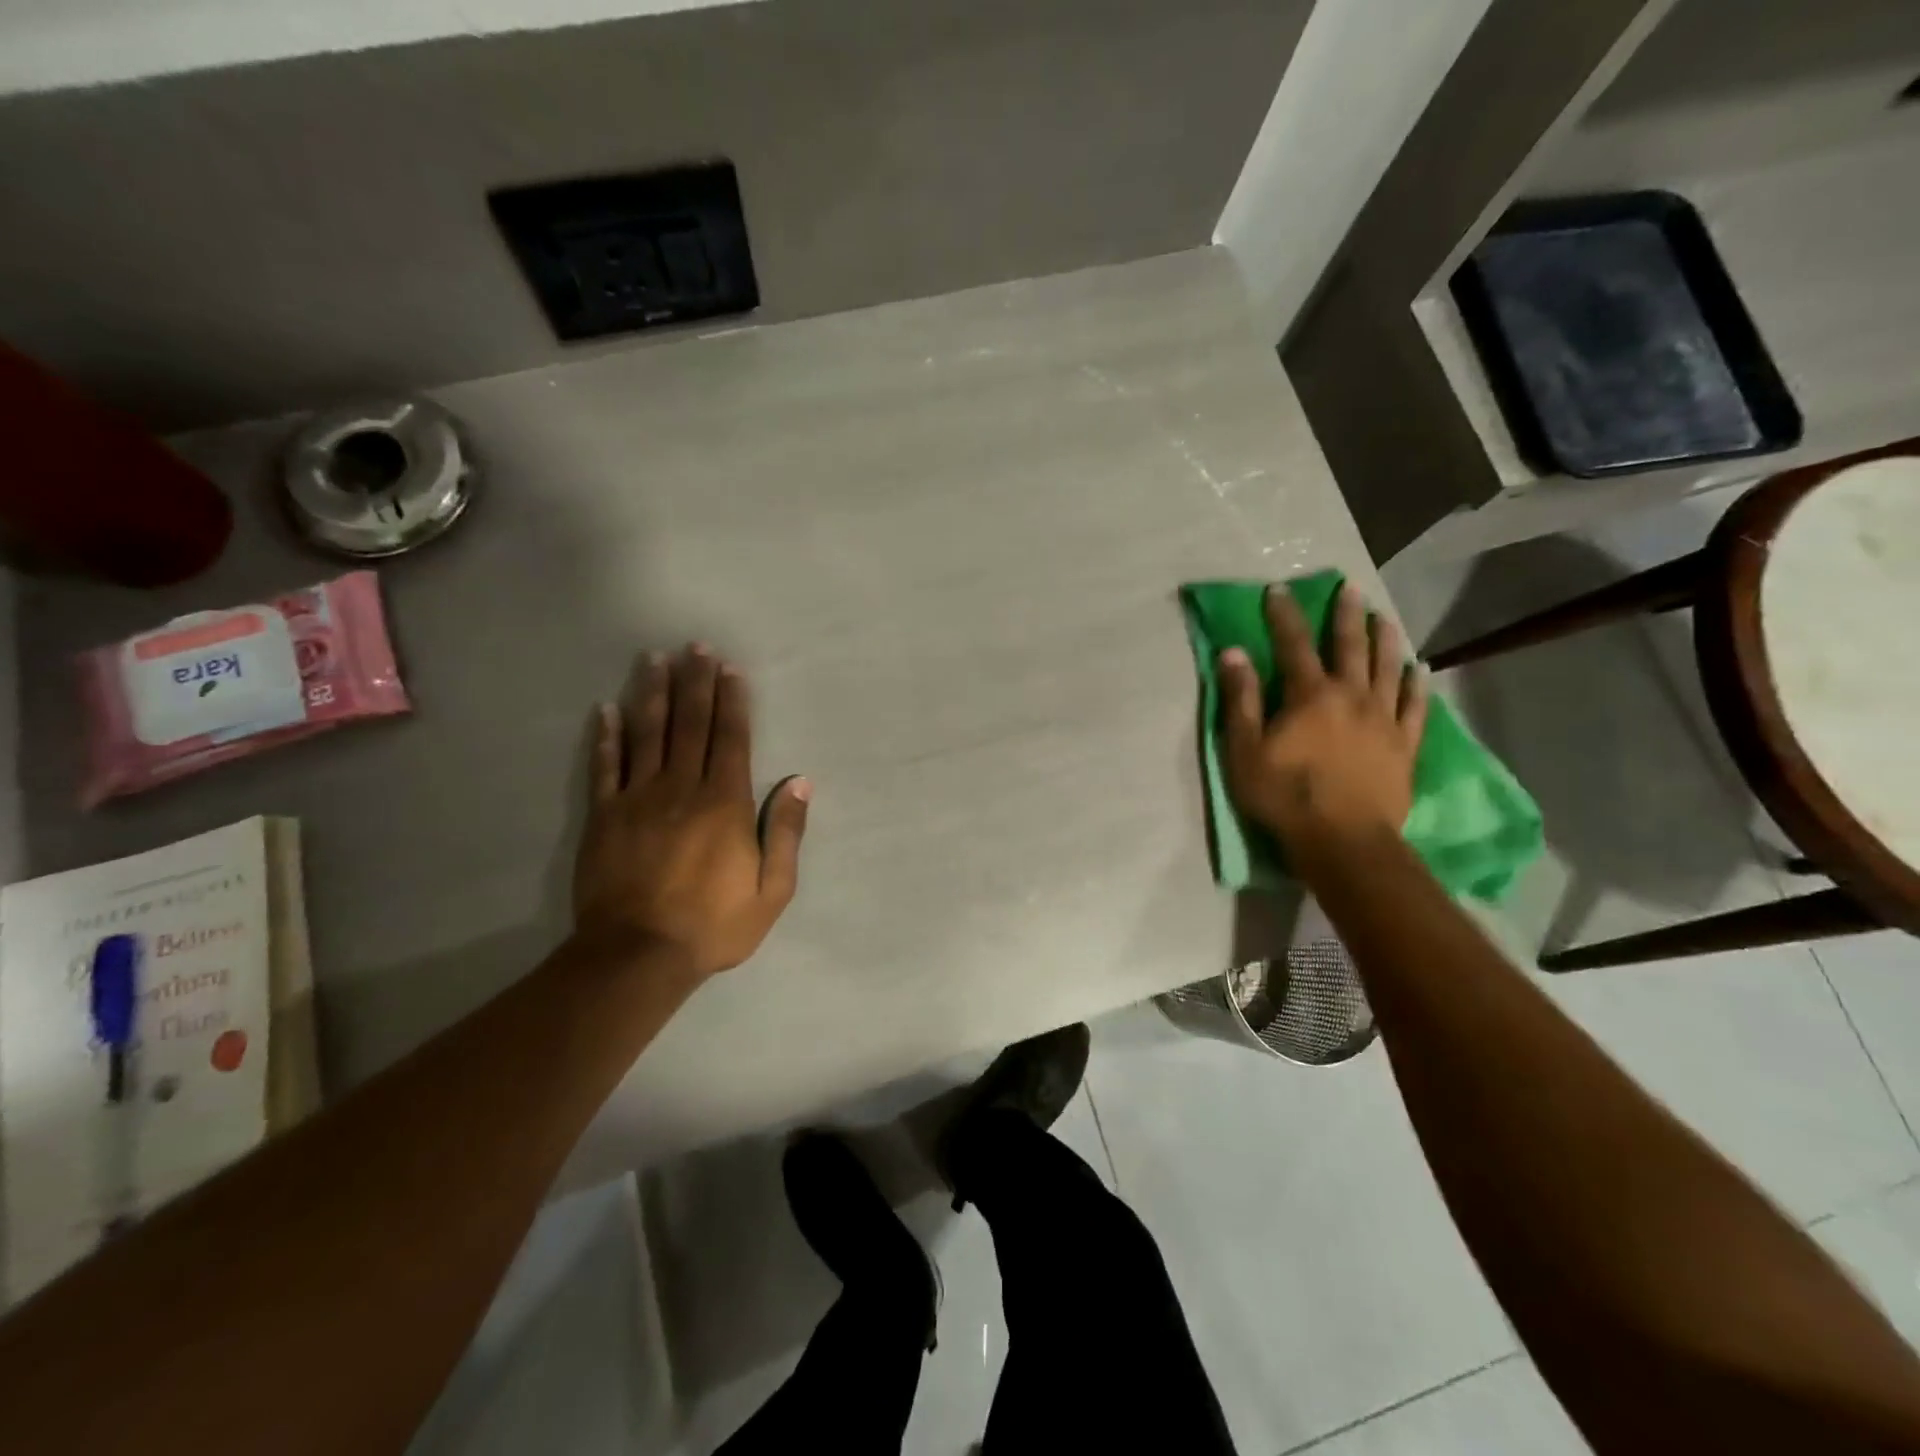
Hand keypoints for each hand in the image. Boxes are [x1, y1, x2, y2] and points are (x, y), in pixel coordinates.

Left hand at [573, 646, 809, 977]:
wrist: (638, 955)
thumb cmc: (713, 924)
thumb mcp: (772, 890)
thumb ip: (787, 833)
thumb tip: (800, 782)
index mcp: (725, 803)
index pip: (732, 739)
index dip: (732, 702)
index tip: (730, 669)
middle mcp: (683, 788)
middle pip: (691, 725)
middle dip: (696, 683)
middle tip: (695, 647)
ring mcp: (638, 799)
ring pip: (648, 734)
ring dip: (653, 694)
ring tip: (655, 659)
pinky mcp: (604, 816)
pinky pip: (605, 767)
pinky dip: (607, 736)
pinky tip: (607, 709)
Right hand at [1219, 582, 1426, 853]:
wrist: (1343, 840)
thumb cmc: (1285, 795)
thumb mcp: (1245, 750)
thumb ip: (1241, 700)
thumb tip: (1232, 654)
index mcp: (1310, 695)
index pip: (1294, 644)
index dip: (1284, 615)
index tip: (1278, 590)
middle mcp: (1351, 696)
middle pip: (1350, 646)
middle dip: (1345, 615)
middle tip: (1349, 588)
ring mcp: (1383, 719)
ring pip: (1388, 668)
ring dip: (1384, 639)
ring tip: (1383, 617)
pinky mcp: (1404, 745)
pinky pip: (1415, 706)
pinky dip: (1416, 684)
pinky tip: (1418, 668)